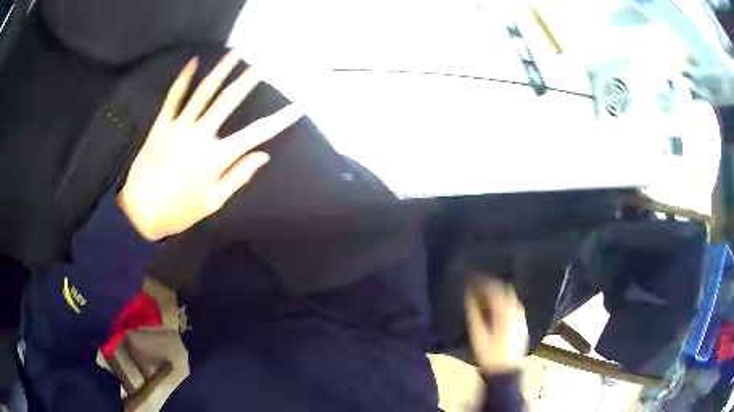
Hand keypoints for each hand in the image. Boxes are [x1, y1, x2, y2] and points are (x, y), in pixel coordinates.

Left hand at [118, 52, 303, 240]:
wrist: (141, 211)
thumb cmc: (179, 211)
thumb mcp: (213, 202)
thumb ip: (238, 176)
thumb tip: (263, 157)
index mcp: (216, 157)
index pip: (256, 134)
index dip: (279, 119)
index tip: (297, 107)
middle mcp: (200, 135)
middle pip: (228, 101)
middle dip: (247, 81)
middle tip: (262, 64)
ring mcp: (179, 127)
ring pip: (203, 93)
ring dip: (220, 70)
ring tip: (235, 52)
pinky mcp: (161, 125)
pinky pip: (173, 98)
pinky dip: (183, 79)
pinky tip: (193, 62)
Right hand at [465, 277, 528, 375]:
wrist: (507, 370)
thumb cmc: (489, 354)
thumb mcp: (478, 334)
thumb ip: (474, 313)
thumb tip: (469, 296)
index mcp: (504, 311)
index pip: (494, 288)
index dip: (483, 281)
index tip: (473, 278)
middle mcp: (516, 310)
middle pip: (506, 289)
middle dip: (493, 284)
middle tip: (480, 285)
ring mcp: (521, 317)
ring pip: (512, 297)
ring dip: (501, 293)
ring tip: (487, 296)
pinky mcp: (523, 324)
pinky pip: (515, 306)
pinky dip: (507, 302)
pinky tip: (499, 309)